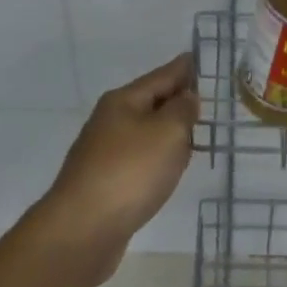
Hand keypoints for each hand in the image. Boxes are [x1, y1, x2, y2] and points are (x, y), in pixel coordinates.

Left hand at [28, 53, 197, 286]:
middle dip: (175, 99)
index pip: (161, 76)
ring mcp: (104, 152)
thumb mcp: (167, 132)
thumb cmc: (130, 172)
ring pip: (145, 132)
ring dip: (167, 131)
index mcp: (123, 101)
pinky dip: (158, 157)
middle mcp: (110, 121)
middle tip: (203, 98)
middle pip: (150, 102)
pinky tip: (168, 169)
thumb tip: (186, 97)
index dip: (182, 68)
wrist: (83, 229)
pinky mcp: (105, 182)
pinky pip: (139, 159)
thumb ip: (182, 110)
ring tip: (192, 133)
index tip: (197, 57)